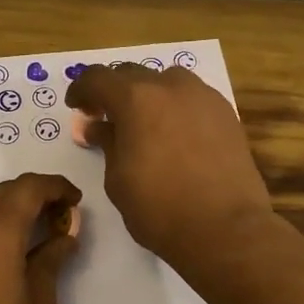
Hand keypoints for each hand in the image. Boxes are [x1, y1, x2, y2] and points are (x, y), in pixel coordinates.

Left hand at [0, 173, 83, 303]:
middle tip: (60, 219)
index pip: (29, 187)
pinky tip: (2, 261)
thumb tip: (63, 236)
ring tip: (34, 241)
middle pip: (3, 194)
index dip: (56, 186)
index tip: (75, 201)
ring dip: (10, 214)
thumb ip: (51, 266)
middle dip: (35, 197)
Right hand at [65, 64, 274, 265]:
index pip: (98, 78)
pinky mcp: (226, 113)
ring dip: (148, 94)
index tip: (77, 107)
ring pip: (166, 81)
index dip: (81, 89)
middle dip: (114, 91)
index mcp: (136, 99)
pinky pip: (192, 97)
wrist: (226, 229)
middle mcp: (170, 87)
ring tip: (144, 123)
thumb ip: (106, 144)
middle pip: (132, 74)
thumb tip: (97, 127)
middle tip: (106, 117)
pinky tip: (175, 134)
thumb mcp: (118, 179)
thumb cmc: (160, 208)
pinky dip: (175, 106)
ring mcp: (203, 97)